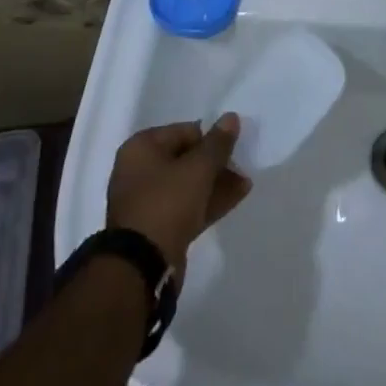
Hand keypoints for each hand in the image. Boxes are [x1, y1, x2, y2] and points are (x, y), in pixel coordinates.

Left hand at [106, 114, 252, 272]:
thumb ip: (217, 143)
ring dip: (216, 182)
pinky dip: (209, 201)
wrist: (142, 267)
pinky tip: (237, 196)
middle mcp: (140, 171)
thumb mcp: (198, 168)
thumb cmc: (166, 203)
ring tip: (246, 181)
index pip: (183, 131)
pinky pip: (187, 206)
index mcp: (141, 148)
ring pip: (188, 184)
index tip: (234, 144)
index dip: (211, 137)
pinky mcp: (157, 228)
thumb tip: (231, 117)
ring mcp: (148, 202)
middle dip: (216, 162)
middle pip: (186, 158)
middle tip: (242, 163)